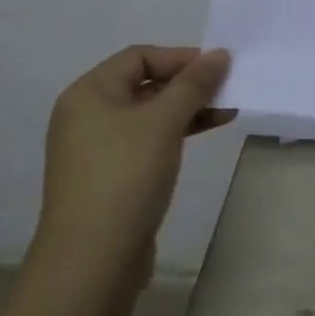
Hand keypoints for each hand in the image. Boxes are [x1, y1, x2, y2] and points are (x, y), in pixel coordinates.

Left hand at [29, 46, 232, 315]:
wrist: (92, 261)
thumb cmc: (125, 177)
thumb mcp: (163, 122)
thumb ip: (193, 84)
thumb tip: (219, 54)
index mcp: (89, 93)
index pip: (139, 56)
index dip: (180, 57)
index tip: (218, 67)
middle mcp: (87, 115)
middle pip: (143, 84)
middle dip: (187, 84)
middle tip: (227, 87)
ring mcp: (97, 149)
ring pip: (148, 115)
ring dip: (187, 109)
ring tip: (227, 110)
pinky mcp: (111, 178)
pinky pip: (147, 141)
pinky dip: (175, 133)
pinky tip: (205, 133)